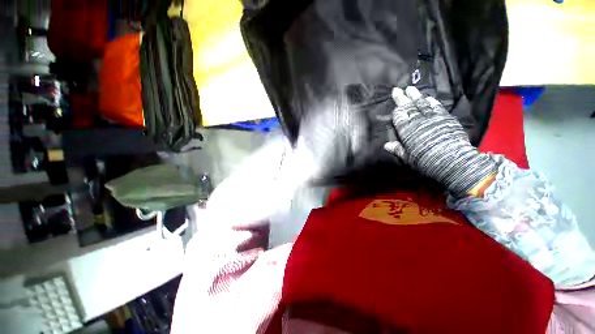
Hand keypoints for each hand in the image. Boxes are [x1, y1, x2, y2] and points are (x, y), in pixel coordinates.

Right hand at [384, 86, 496, 195]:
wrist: (452, 160)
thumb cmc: (425, 160)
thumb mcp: (407, 158)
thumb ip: (397, 149)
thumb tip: (386, 145)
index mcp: (406, 130)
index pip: (399, 116)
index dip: (396, 111)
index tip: (394, 105)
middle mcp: (418, 121)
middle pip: (408, 107)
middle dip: (402, 98)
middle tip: (397, 89)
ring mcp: (432, 117)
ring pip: (422, 104)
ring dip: (416, 95)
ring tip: (411, 88)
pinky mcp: (445, 118)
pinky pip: (436, 106)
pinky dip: (431, 101)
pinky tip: (428, 97)